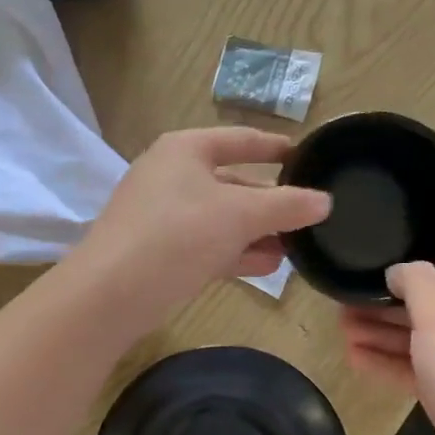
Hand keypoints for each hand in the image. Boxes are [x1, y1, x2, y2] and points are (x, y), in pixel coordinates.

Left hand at [76, 127, 330, 324]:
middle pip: (234, 181)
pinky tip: (268, 266)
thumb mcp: (239, 215)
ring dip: (258, 232)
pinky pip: (208, 244)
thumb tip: (324, 201)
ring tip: (297, 247)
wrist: (110, 294)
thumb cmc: (177, 235)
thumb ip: (285, 205)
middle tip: (311, 216)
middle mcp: (172, 175)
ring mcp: (163, 215)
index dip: (277, 147)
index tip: (310, 157)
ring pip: (222, 217)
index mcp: (186, 150)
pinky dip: (236, 252)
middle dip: (271, 202)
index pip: (242, 139)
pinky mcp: (160, 251)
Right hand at [339, 261, 434, 434]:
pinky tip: (354, 359)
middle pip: (430, 303)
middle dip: (388, 301)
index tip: (384, 262)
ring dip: (380, 332)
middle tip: (345, 300)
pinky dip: (386, 362)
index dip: (423, 262)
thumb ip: (417, 281)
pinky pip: (415, 370)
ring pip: (418, 338)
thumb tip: (398, 270)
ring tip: (340, 327)